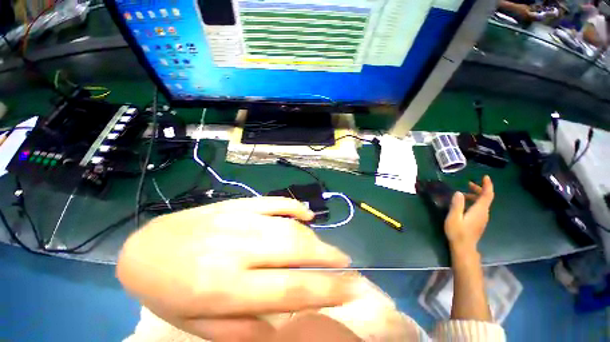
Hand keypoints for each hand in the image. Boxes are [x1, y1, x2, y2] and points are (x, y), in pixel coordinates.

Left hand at [117, 197, 355, 341]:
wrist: (147, 248)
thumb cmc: (169, 292)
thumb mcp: (199, 326)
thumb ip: (243, 331)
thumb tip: (284, 328)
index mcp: (226, 287)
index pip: (292, 288)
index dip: (328, 289)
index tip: (352, 288)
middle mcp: (238, 249)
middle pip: (296, 249)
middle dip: (329, 258)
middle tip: (347, 264)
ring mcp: (239, 219)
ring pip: (289, 225)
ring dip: (315, 237)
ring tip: (330, 249)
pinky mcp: (238, 204)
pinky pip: (273, 202)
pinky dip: (294, 207)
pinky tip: (306, 214)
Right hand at [444, 176, 493, 251]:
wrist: (464, 247)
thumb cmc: (458, 232)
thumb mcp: (454, 217)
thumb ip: (457, 205)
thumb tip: (458, 192)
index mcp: (479, 210)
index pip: (487, 195)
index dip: (487, 185)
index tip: (485, 177)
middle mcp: (484, 213)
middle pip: (486, 198)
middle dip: (479, 189)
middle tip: (468, 184)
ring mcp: (482, 218)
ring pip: (483, 203)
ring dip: (475, 196)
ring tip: (462, 194)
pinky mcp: (479, 222)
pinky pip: (480, 208)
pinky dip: (474, 202)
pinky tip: (464, 204)